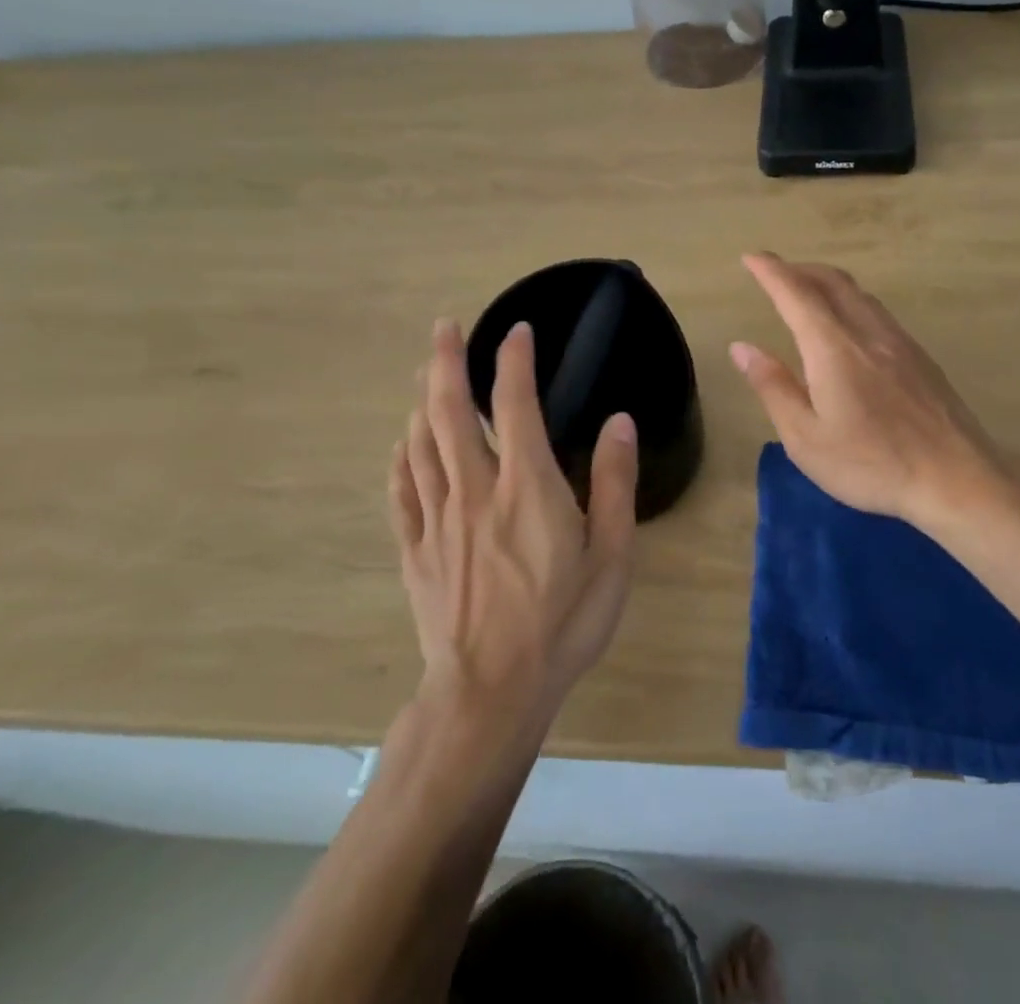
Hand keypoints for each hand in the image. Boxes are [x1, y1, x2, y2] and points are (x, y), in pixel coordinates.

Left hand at [389, 319, 636, 720]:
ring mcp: (439, 519)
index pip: (516, 404)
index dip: (514, 360)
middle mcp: (476, 489)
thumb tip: (618, 422)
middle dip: (445, 363)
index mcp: (528, 485)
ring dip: (423, 401)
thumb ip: (613, 483)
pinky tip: (404, 445)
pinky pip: (402, 490)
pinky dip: (401, 457)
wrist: (491, 693)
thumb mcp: (612, 555)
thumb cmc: (562, 622)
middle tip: (443, 327)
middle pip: (450, 412)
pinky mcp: (416, 549)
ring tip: (426, 375)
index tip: (516, 330)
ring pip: (421, 444)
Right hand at [729, 252, 1010, 532]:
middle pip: (832, 281)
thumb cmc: (872, 464)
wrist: (956, 478)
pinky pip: (878, 312)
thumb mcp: (806, 438)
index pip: (796, 294)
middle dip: (799, 269)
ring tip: (808, 293)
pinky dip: (852, 301)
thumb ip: (773, 387)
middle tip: (775, 272)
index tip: (752, 256)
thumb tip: (742, 348)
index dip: (771, 271)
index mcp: (833, 348)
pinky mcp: (921, 357)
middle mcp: (868, 332)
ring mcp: (900, 342)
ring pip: (859, 294)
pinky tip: (850, 326)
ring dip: (828, 283)